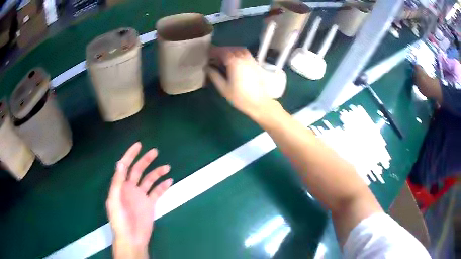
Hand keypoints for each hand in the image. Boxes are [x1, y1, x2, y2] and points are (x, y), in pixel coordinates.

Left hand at [106, 142, 172, 258]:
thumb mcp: (114, 200)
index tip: (139, 145)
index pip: (124, 166)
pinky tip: (169, 181)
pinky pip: (157, 192)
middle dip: (145, 160)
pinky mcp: (149, 204)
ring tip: (167, 167)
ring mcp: (141, 196)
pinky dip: (163, 186)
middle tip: (155, 152)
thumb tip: (120, 163)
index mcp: (120, 186)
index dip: (130, 155)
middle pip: (138, 170)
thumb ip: (117, 183)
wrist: (131, 238)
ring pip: (149, 180)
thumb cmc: (120, 220)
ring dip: (157, 173)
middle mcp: (130, 188)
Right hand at [207, 46, 274, 118]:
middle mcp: (243, 58)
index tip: (208, 55)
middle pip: (230, 49)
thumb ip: (214, 75)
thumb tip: (206, 67)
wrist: (259, 103)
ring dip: (231, 51)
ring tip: (226, 59)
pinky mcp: (256, 64)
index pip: (221, 51)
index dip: (214, 52)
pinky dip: (240, 54)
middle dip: (222, 52)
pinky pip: (247, 54)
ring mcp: (251, 60)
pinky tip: (237, 62)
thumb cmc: (240, 97)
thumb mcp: (223, 88)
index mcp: (234, 62)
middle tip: (215, 58)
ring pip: (239, 50)